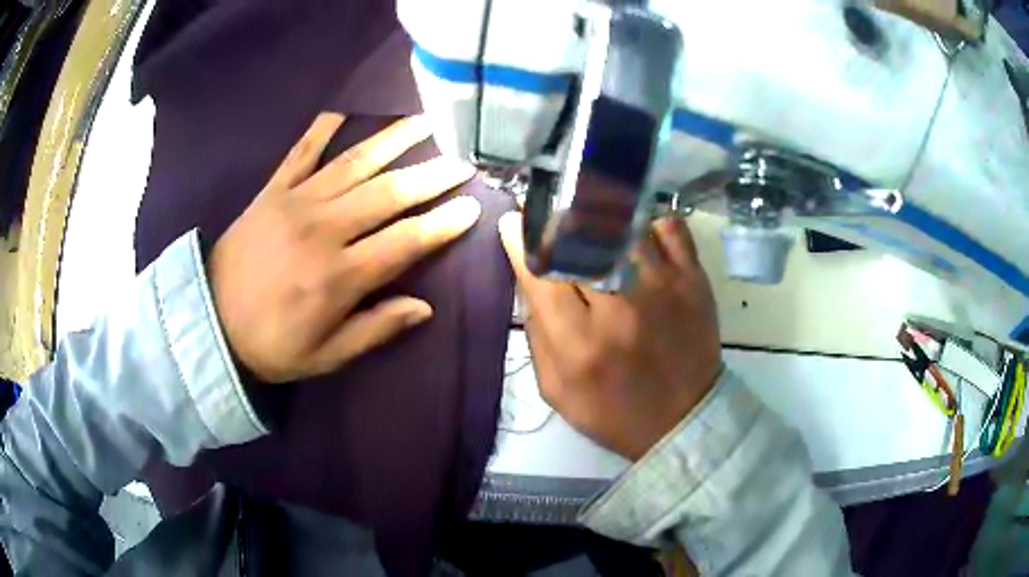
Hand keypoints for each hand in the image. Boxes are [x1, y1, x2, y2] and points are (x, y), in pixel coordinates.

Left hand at [209, 113, 479, 382]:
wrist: (209, 322)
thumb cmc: (271, 345)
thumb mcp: (325, 356)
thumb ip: (375, 330)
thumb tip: (424, 308)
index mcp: (339, 276)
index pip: (405, 241)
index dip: (442, 223)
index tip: (471, 206)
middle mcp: (323, 230)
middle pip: (388, 193)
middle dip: (431, 175)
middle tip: (462, 161)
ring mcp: (295, 203)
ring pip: (354, 163)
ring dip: (393, 140)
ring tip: (425, 122)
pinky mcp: (272, 191)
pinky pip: (300, 152)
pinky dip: (321, 130)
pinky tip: (343, 112)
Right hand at [499, 215, 720, 459]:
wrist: (682, 420)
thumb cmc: (612, 411)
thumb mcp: (555, 388)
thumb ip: (536, 331)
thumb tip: (527, 274)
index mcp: (580, 341)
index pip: (541, 269)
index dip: (521, 238)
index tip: (513, 222)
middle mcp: (621, 305)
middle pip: (579, 237)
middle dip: (556, 217)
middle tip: (549, 214)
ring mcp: (663, 286)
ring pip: (622, 224)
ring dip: (600, 218)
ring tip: (593, 223)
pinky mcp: (693, 279)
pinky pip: (668, 227)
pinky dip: (649, 225)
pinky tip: (639, 239)